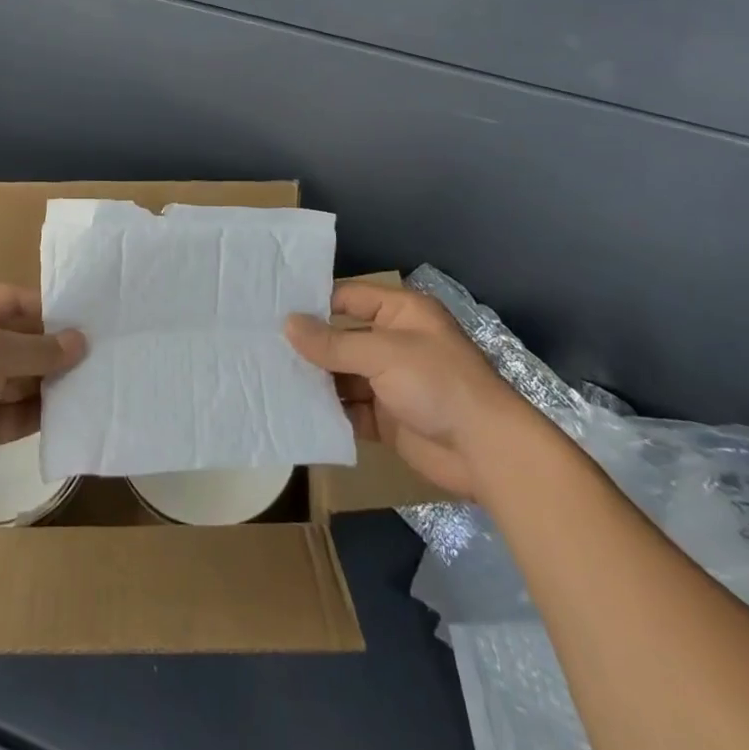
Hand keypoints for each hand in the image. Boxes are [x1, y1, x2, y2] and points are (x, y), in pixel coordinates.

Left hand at [0, 285, 85, 514]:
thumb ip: (36, 348)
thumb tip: (79, 342)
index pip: (10, 301)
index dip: (47, 308)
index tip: (85, 318)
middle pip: (20, 339)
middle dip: (54, 347)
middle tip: (100, 350)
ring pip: (22, 378)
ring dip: (53, 380)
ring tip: (94, 379)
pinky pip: (18, 412)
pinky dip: (42, 412)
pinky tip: (73, 412)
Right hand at [286, 282, 532, 502]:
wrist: (486, 451)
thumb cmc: (437, 383)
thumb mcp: (383, 354)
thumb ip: (333, 343)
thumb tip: (287, 324)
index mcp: (400, 313)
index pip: (349, 298)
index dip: (315, 303)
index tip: (273, 309)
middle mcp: (394, 343)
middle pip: (342, 339)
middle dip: (310, 346)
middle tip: (262, 347)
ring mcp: (391, 382)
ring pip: (343, 376)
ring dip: (315, 381)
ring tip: (270, 380)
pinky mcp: (388, 418)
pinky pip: (351, 410)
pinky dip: (329, 412)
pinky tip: (296, 412)